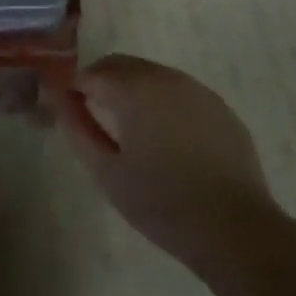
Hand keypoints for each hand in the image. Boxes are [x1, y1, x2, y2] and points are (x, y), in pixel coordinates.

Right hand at [51, 54, 282, 282]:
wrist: (236, 231)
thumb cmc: (162, 203)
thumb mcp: (107, 171)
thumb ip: (76, 128)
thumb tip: (58, 99)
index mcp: (134, 88)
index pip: (91, 73)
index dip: (75, 90)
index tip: (70, 112)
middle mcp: (165, 77)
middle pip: (121, 65)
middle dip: (102, 82)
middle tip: (94, 117)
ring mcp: (197, 90)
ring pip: (151, 75)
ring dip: (133, 89)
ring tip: (130, 129)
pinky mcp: (220, 108)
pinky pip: (180, 92)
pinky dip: (163, 102)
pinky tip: (167, 138)